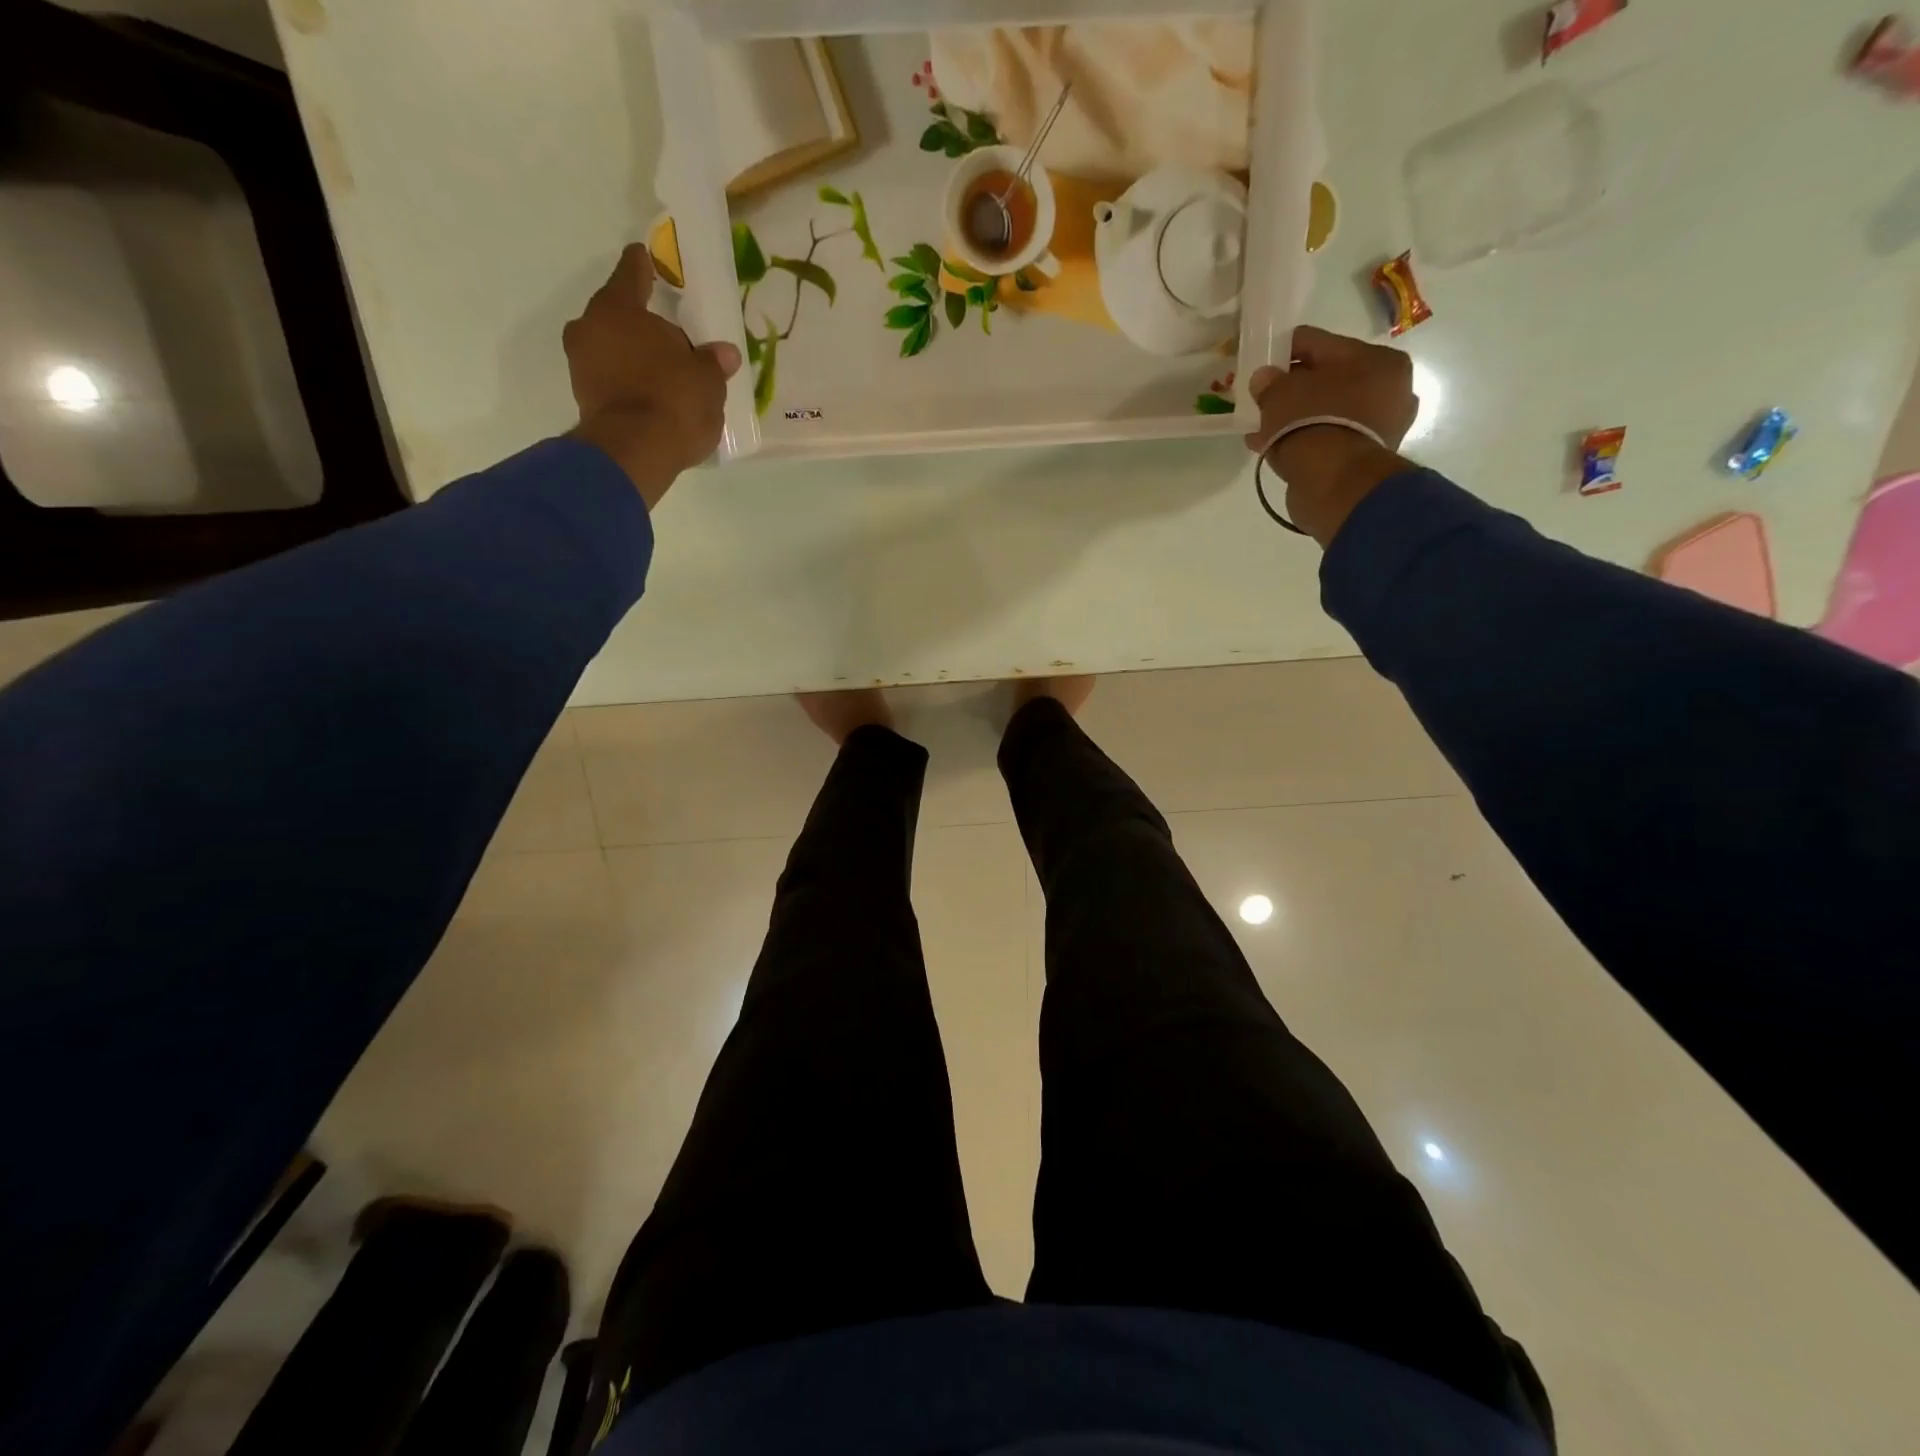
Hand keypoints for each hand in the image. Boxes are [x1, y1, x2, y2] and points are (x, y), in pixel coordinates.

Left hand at [564, 243, 741, 509]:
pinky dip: (627, 383)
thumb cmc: (673, 401)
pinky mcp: (583, 398)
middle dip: (642, 324)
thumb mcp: (707, 381)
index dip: (645, 265)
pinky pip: (610, 379)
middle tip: (671, 339)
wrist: (634, 452)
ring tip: (663, 374)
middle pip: (620, 315)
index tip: (648, 257)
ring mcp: (581, 363)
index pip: (632, 272)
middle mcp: (591, 326)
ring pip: (612, 348)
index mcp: (619, 307)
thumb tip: (724, 353)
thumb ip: (712, 362)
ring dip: (633, 357)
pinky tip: (650, 397)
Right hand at [1245, 326, 1418, 545]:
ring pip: (1327, 411)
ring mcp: (1381, 426)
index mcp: (1378, 359)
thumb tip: (1264, 379)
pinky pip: (1327, 438)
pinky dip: (1304, 440)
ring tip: (1263, 427)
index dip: (1287, 351)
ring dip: (1297, 417)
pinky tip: (1275, 446)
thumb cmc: (1312, 422)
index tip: (1263, 363)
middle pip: (1329, 379)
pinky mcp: (1365, 457)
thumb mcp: (1280, 393)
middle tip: (1265, 398)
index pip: (1322, 344)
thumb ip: (1269, 382)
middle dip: (1295, 389)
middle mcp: (1390, 388)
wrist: (1334, 482)